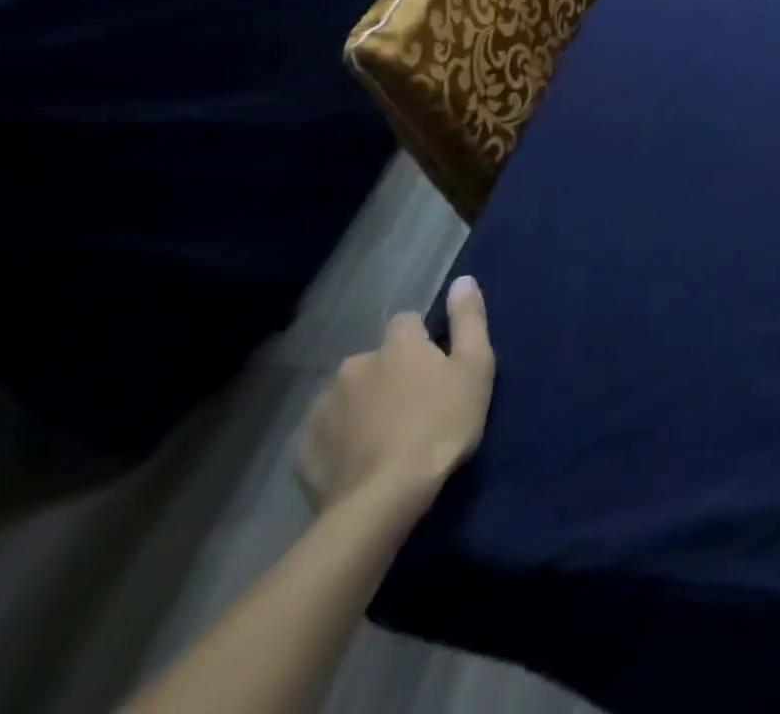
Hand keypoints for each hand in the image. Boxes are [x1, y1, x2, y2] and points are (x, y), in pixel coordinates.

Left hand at [297, 276, 495, 517]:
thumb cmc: (441, 424)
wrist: (383, 499)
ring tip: (385, 437)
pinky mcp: (304, 448)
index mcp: (397, 344)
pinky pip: (327, 431)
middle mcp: (355, 364)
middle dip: (390, 375)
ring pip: (349, 394)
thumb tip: (462, 279)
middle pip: (376, 359)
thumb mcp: (475, 367)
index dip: (423, 342)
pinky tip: (359, 459)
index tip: (436, 368)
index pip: (408, 322)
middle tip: (413, 407)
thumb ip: (469, 319)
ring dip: (364, 405)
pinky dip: (341, 439)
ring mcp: (323, 406)